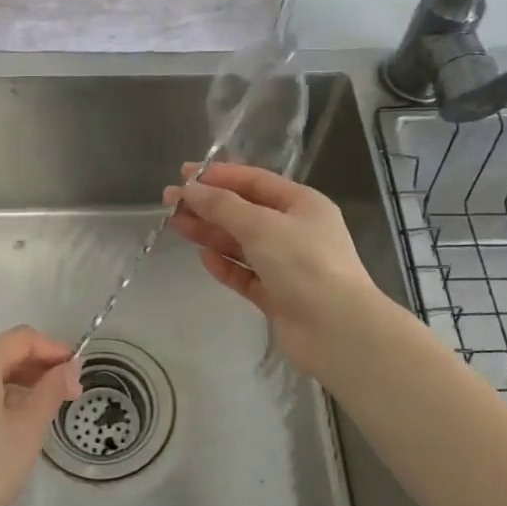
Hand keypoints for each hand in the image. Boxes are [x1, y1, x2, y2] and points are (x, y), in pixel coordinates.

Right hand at [163, 161, 387, 380]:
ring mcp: (287, 265)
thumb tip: (190, 189)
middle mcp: (295, 231)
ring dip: (211, 233)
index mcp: (302, 204)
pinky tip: (204, 258)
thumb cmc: (304, 264)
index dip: (219, 176)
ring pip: (242, 244)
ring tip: (176, 225)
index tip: (183, 175)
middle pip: (245, 211)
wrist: (337, 330)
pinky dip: (225, 266)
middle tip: (169, 202)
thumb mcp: (261, 225)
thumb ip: (223, 206)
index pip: (255, 181)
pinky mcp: (277, 296)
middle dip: (208, 205)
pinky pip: (246, 275)